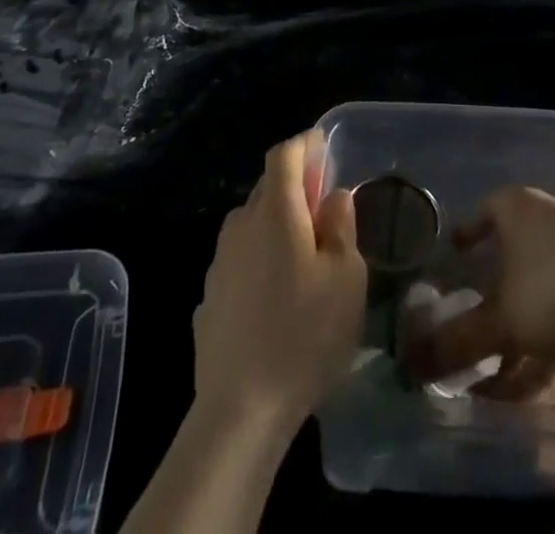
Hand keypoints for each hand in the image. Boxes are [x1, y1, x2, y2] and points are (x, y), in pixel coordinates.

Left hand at [192, 131, 366, 436]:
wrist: (240, 410)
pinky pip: (240, 260)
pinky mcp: (209, 297)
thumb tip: (334, 197)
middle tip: (324, 208)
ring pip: (251, 225)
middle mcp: (240, 225)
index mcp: (274, 211)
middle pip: (266, 188)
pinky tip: (276, 296)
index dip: (304, 144)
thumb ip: (341, 227)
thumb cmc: (304, 335)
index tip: (323, 146)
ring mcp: (219, 262)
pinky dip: (260, 260)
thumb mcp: (345, 278)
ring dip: (276, 225)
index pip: (283, 155)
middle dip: (295, 187)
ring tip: (303, 256)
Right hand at [405, 186, 554, 397]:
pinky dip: (539, 346)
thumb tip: (407, 364)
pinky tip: (522, 388)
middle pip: (508, 255)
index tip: (450, 257)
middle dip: (486, 294)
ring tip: (487, 374)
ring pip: (533, 291)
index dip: (465, 234)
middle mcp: (546, 220)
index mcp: (518, 208)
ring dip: (511, 332)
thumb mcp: (501, 320)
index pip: (482, 211)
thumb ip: (455, 342)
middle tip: (463, 320)